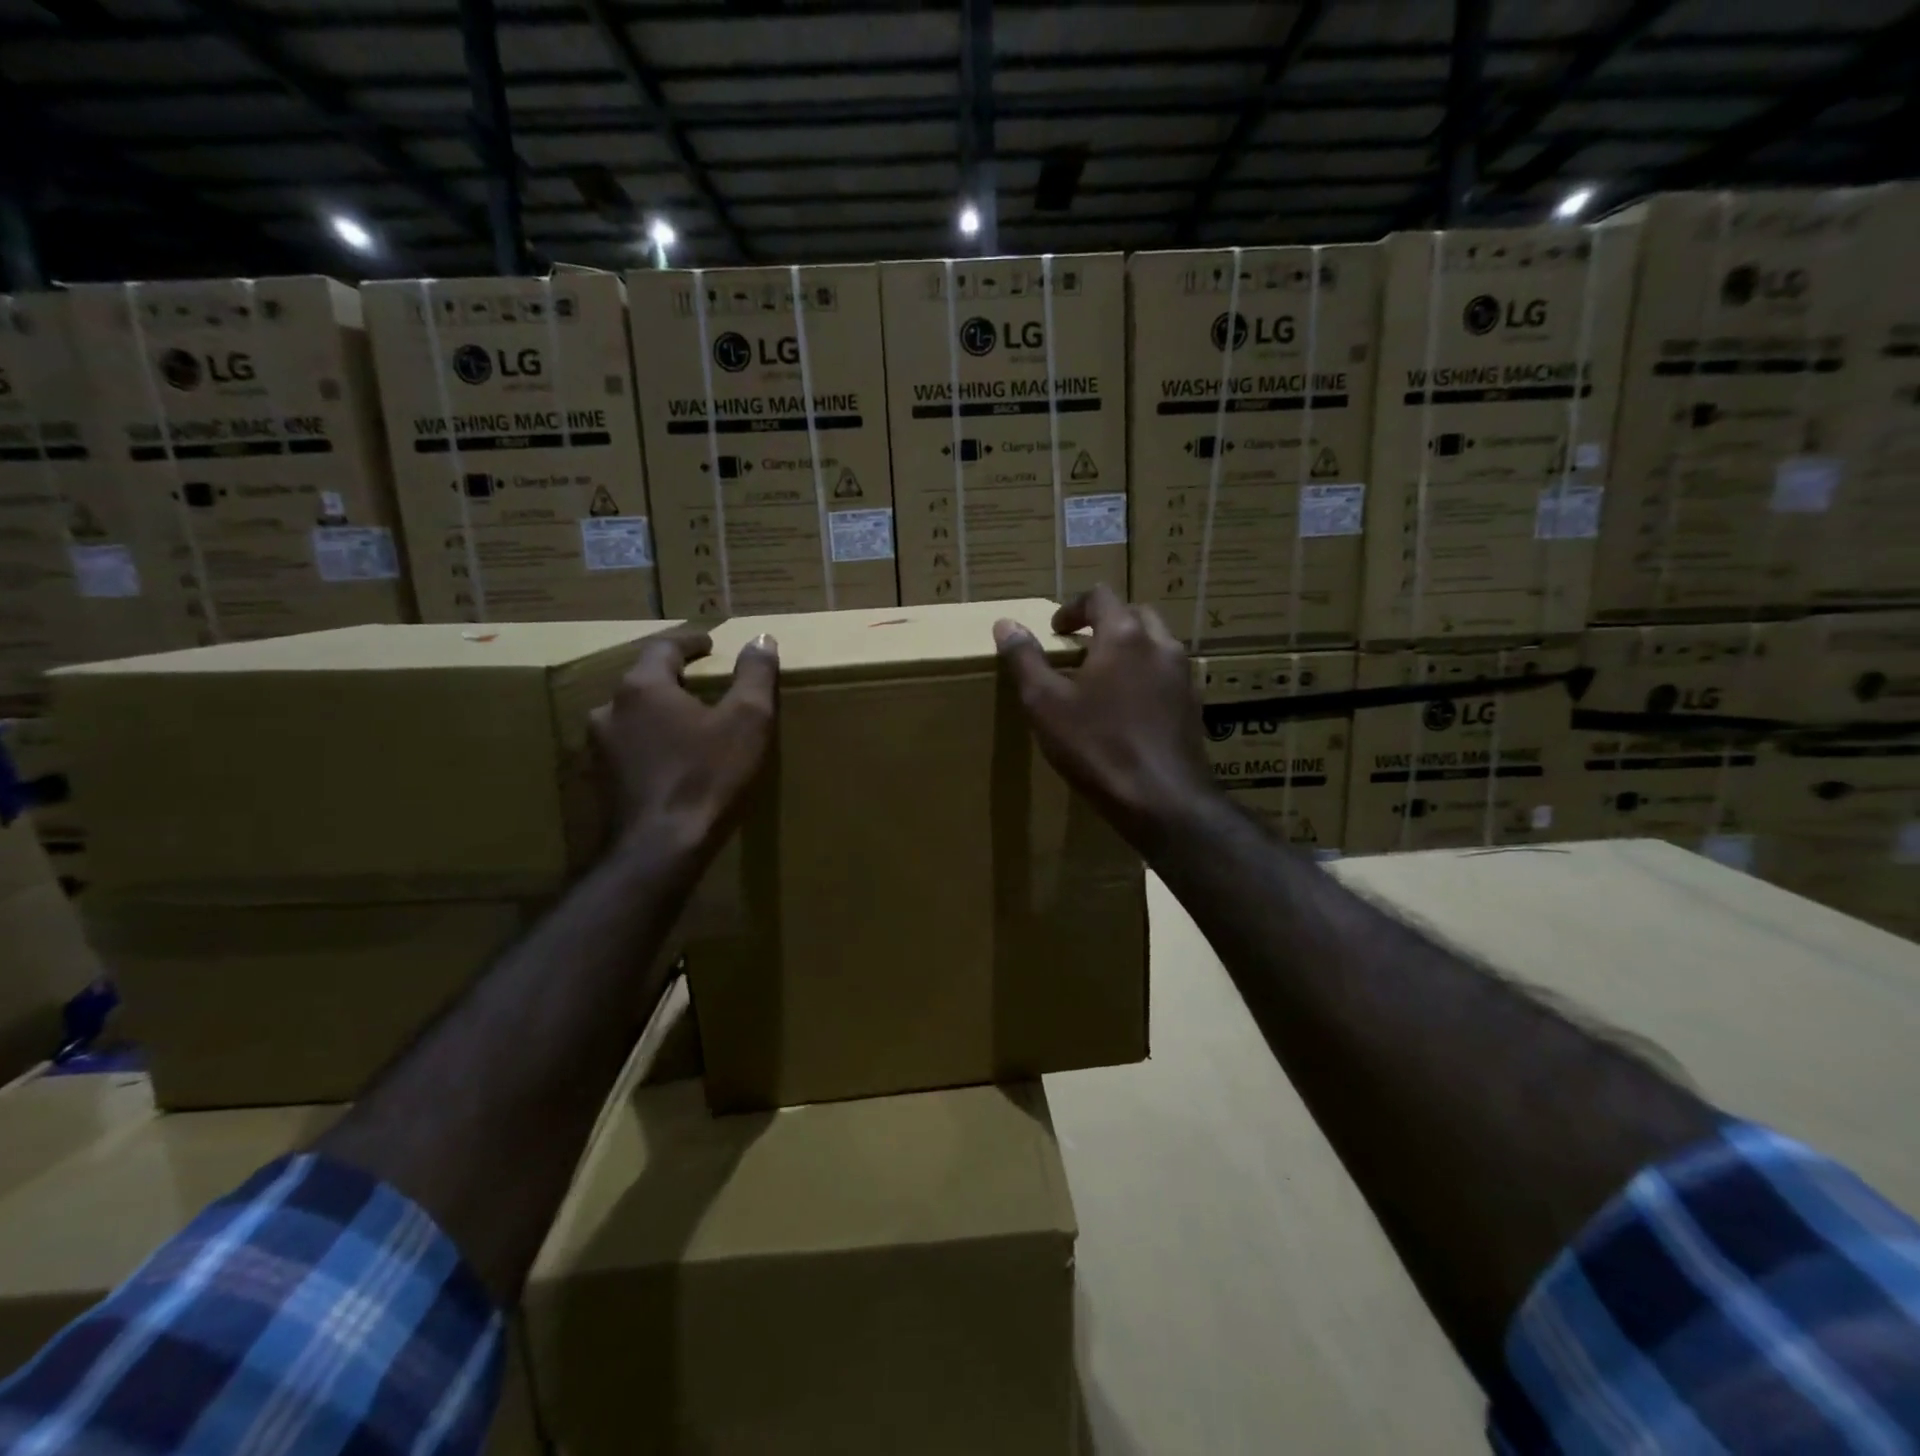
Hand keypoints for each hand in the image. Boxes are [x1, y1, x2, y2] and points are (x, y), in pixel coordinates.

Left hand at [591, 625, 777, 856]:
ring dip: (658, 713)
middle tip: (702, 683)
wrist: (660, 849)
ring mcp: (599, 748)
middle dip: (673, 678)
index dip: (690, 642)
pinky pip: (628, 747)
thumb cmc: (707, 776)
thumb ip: (755, 674)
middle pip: (644, 680)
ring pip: (632, 716)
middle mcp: (610, 709)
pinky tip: (670, 760)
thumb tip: (762, 639)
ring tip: (688, 723)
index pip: (664, 647)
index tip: (709, 644)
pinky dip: (650, 744)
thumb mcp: (747, 721)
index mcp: (643, 687)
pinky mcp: (600, 781)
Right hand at [994, 585, 1217, 853]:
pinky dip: (1145, 677)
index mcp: (1125, 635)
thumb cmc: (1097, 746)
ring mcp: (1183, 676)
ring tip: (1102, 679)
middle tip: (1079, 649)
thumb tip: (1006, 624)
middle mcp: (1161, 645)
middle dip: (1105, 624)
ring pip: (1155, 645)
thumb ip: (1025, 659)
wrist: (1162, 799)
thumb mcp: (1045, 703)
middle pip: (1134, 615)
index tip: (1054, 630)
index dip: (1073, 608)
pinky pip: (1166, 676)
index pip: (1100, 596)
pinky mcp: (1193, 706)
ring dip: (1128, 650)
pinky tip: (1128, 710)